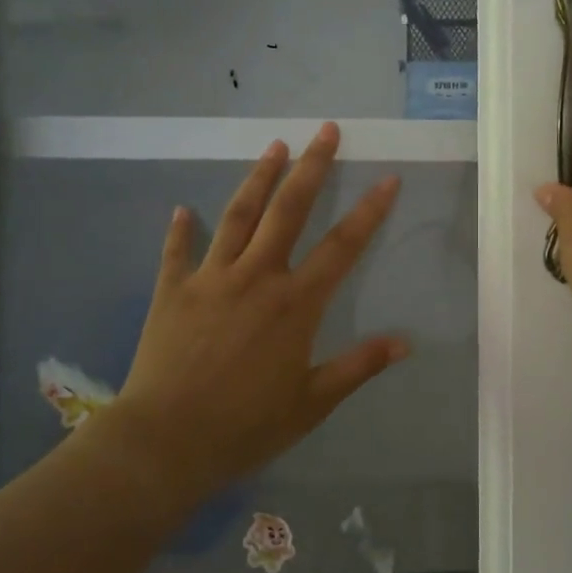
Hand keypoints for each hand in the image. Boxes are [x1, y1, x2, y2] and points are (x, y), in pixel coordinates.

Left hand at [104, 124, 407, 503]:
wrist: (166, 441)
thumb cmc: (246, 425)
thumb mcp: (312, 402)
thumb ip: (358, 367)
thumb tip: (405, 342)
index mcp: (295, 304)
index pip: (342, 246)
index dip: (369, 210)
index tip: (388, 178)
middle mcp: (256, 278)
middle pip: (288, 210)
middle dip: (311, 167)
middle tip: (325, 131)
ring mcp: (211, 279)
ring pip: (238, 215)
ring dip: (258, 178)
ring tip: (274, 146)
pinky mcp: (172, 291)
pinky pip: (177, 252)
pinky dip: (181, 229)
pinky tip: (183, 209)